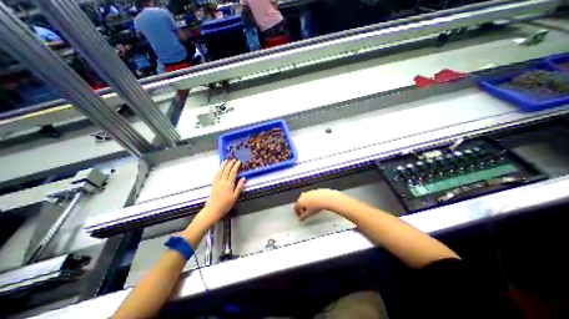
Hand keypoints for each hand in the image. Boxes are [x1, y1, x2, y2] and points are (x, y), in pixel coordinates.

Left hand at [201, 159, 245, 223]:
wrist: (213, 209)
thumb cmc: (226, 204)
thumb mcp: (235, 196)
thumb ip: (239, 187)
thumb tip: (243, 178)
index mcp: (229, 184)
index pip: (233, 172)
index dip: (236, 166)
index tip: (239, 162)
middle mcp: (222, 181)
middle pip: (226, 170)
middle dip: (230, 164)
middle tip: (234, 159)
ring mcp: (217, 182)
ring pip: (220, 170)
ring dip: (224, 164)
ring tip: (227, 160)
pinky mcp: (213, 183)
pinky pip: (216, 174)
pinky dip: (219, 169)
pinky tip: (220, 168)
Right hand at [294, 188, 341, 220]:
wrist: (325, 198)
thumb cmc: (316, 206)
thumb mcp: (309, 214)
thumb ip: (303, 217)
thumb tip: (300, 219)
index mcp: (300, 201)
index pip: (296, 207)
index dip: (297, 212)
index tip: (301, 216)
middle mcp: (302, 195)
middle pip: (300, 202)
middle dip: (302, 208)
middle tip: (306, 212)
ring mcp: (308, 192)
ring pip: (305, 198)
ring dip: (307, 203)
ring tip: (312, 208)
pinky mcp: (314, 190)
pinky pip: (310, 196)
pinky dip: (311, 200)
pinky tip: (316, 203)